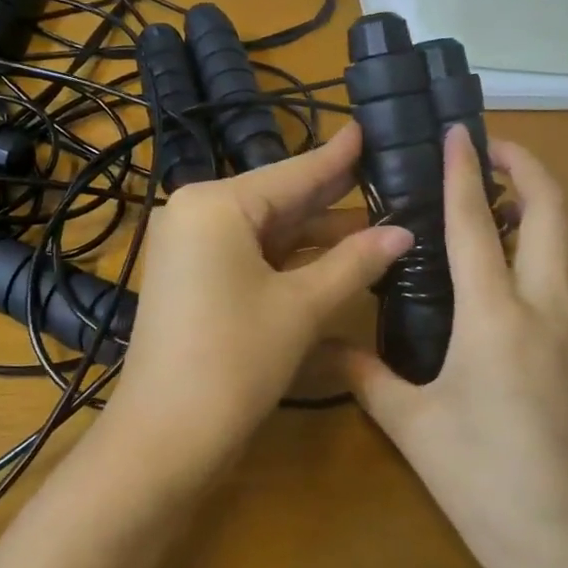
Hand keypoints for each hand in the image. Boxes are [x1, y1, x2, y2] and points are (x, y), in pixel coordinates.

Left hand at [108, 122, 411, 476]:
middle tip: (387, 176)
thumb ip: (354, 262)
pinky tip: (336, 257)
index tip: (369, 128)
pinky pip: (251, 255)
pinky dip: (291, 259)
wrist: (164, 438)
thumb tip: (404, 233)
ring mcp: (190, 247)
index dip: (338, 156)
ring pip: (267, 230)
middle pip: (279, 199)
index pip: (293, 173)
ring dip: (318, 233)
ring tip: (379, 221)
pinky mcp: (193, 278)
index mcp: (216, 204)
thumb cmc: (235, 360)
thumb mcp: (301, 307)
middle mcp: (197, 213)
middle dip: (334, 196)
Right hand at [345, 129, 567, 567]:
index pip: (475, 224)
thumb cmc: (487, 486)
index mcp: (495, 319)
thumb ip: (367, 376)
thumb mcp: (414, 430)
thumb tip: (324, 344)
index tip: (459, 132)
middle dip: (528, 167)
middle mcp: (550, 308)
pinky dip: (565, 252)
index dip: (465, 171)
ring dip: (554, 202)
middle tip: (495, 152)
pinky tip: (534, 279)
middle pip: (554, 210)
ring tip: (516, 200)